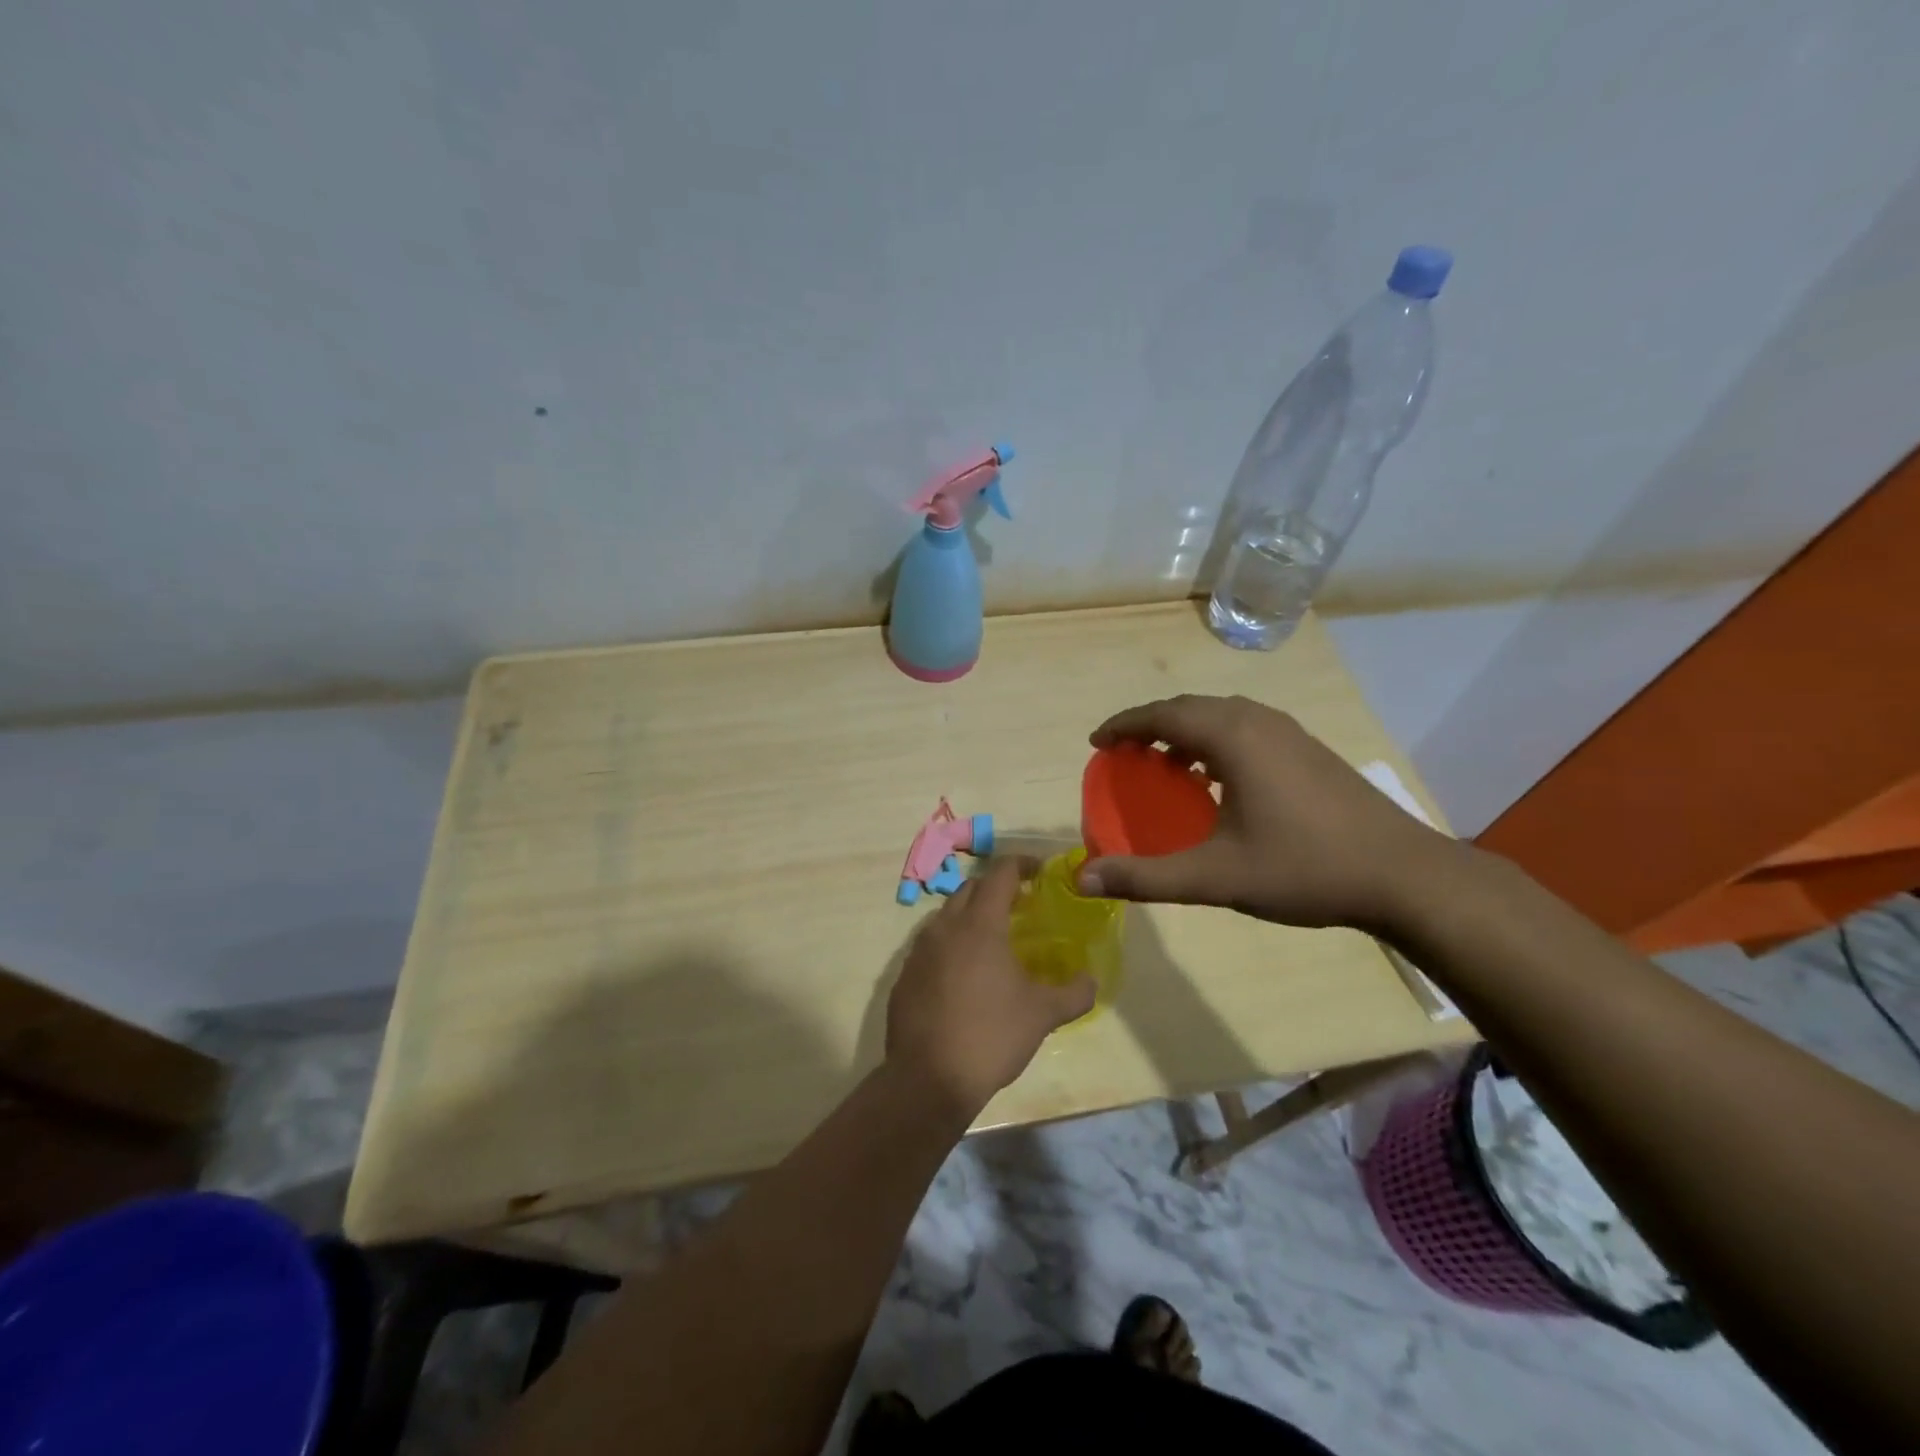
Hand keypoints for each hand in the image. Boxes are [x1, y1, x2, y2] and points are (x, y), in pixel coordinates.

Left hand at [886, 858, 1096, 1115]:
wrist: (928, 1079)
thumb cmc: (991, 1036)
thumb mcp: (1043, 1015)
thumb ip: (1074, 993)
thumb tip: (1091, 981)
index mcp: (980, 925)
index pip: (1000, 873)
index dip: (1022, 864)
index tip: (1040, 871)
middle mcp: (945, 927)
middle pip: (970, 889)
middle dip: (995, 888)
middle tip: (1020, 905)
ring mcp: (918, 951)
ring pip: (946, 916)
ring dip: (970, 916)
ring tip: (992, 940)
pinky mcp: (903, 976)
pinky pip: (929, 946)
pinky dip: (950, 946)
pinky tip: (963, 975)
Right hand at [1075, 694, 1463, 933]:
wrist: (1403, 876)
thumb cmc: (1303, 868)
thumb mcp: (1215, 877)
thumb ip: (1145, 877)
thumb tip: (1082, 880)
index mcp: (1232, 737)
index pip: (1162, 714)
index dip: (1124, 725)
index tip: (1097, 742)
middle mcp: (1258, 721)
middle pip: (1190, 708)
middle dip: (1151, 725)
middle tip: (1124, 753)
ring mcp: (1290, 733)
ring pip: (1221, 717)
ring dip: (1185, 732)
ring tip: (1165, 765)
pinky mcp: (1309, 750)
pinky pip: (1245, 730)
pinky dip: (1215, 742)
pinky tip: (1217, 781)